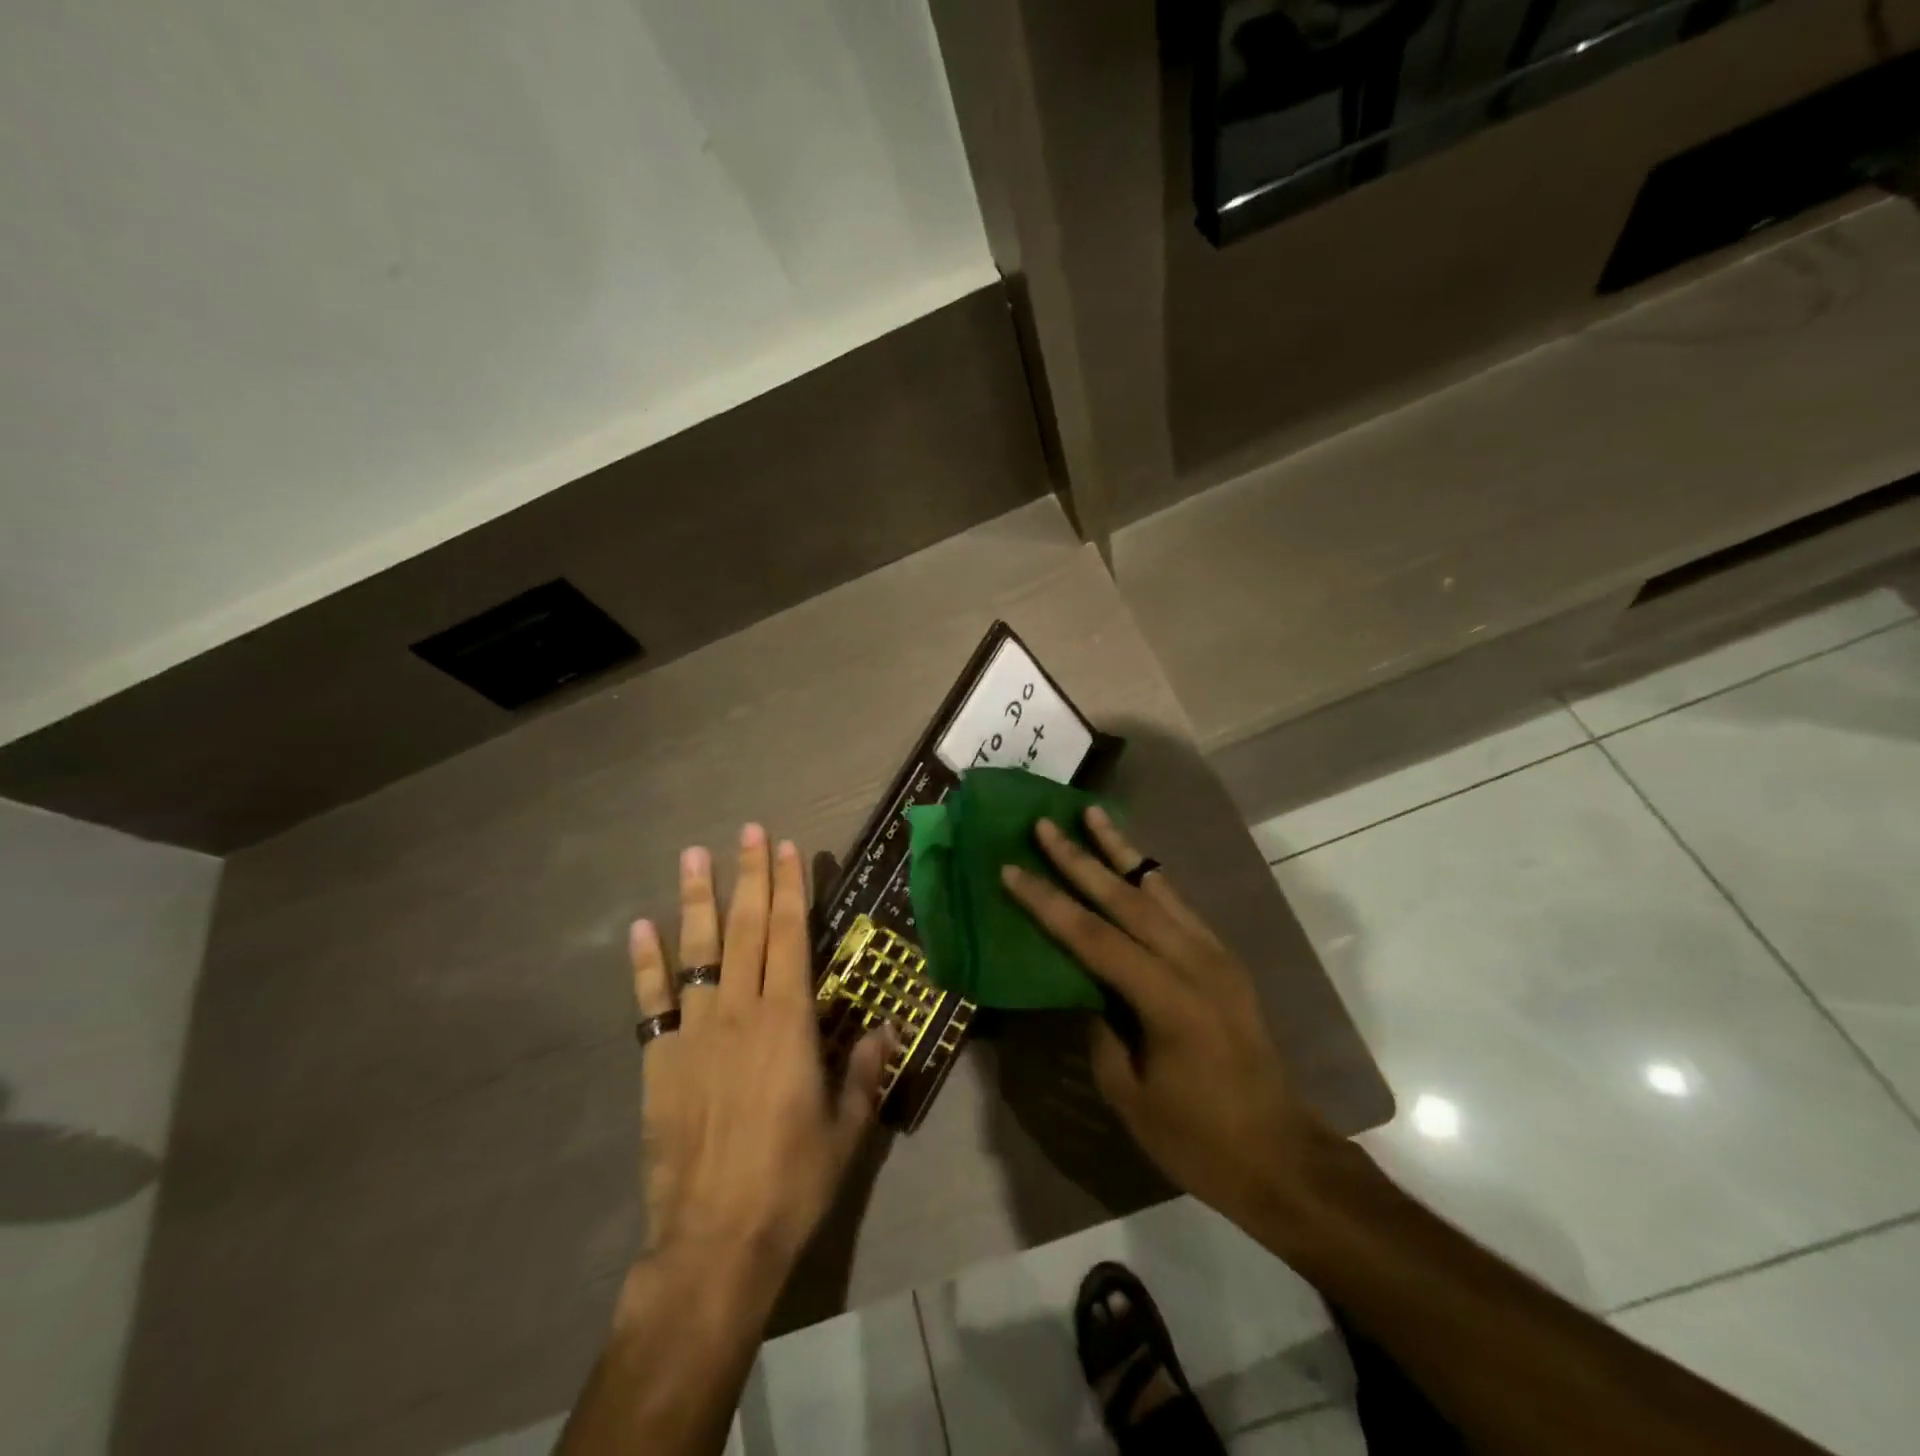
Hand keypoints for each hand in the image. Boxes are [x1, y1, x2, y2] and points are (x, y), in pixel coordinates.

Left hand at [628, 825, 894, 1283]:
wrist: (714, 1242)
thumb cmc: (792, 1181)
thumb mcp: (847, 1128)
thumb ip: (866, 1069)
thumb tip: (889, 1024)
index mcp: (788, 1022)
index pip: (789, 937)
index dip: (790, 889)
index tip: (789, 848)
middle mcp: (740, 1012)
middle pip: (746, 928)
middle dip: (750, 875)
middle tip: (750, 830)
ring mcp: (694, 1032)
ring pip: (697, 951)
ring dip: (698, 899)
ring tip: (695, 855)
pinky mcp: (659, 1059)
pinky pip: (651, 1001)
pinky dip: (646, 962)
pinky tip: (641, 927)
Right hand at [1000, 809, 1333, 1230]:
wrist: (1282, 1157)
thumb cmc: (1198, 1139)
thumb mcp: (1128, 1093)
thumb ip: (1099, 1028)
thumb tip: (1084, 986)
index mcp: (1166, 998)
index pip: (1092, 936)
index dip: (1048, 902)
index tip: (1012, 869)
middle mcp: (1194, 963)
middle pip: (1126, 898)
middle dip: (1080, 858)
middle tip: (1046, 823)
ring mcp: (1216, 957)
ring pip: (1158, 890)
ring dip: (1121, 852)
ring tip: (1093, 816)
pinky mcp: (1225, 962)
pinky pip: (1180, 907)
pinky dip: (1150, 880)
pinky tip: (1133, 865)